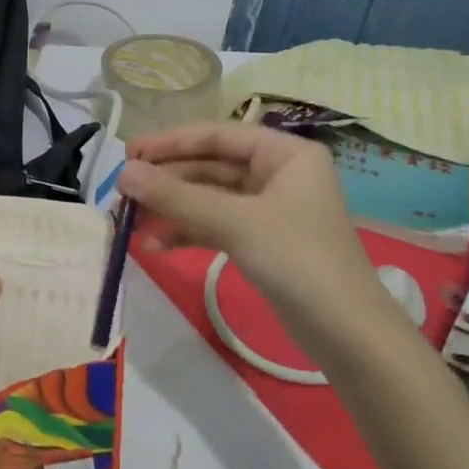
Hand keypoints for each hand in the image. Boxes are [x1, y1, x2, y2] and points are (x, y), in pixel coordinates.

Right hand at [118, 123, 379, 314]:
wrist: (346, 333)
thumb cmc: (297, 260)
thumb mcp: (233, 222)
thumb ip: (176, 196)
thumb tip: (123, 173)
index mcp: (285, 154)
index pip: (216, 135)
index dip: (169, 143)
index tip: (127, 154)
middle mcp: (278, 173)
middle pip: (210, 166)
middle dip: (166, 180)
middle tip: (122, 193)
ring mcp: (270, 209)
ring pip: (209, 198)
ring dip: (172, 208)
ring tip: (131, 223)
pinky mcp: (261, 241)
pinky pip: (215, 225)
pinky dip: (187, 232)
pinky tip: (155, 245)